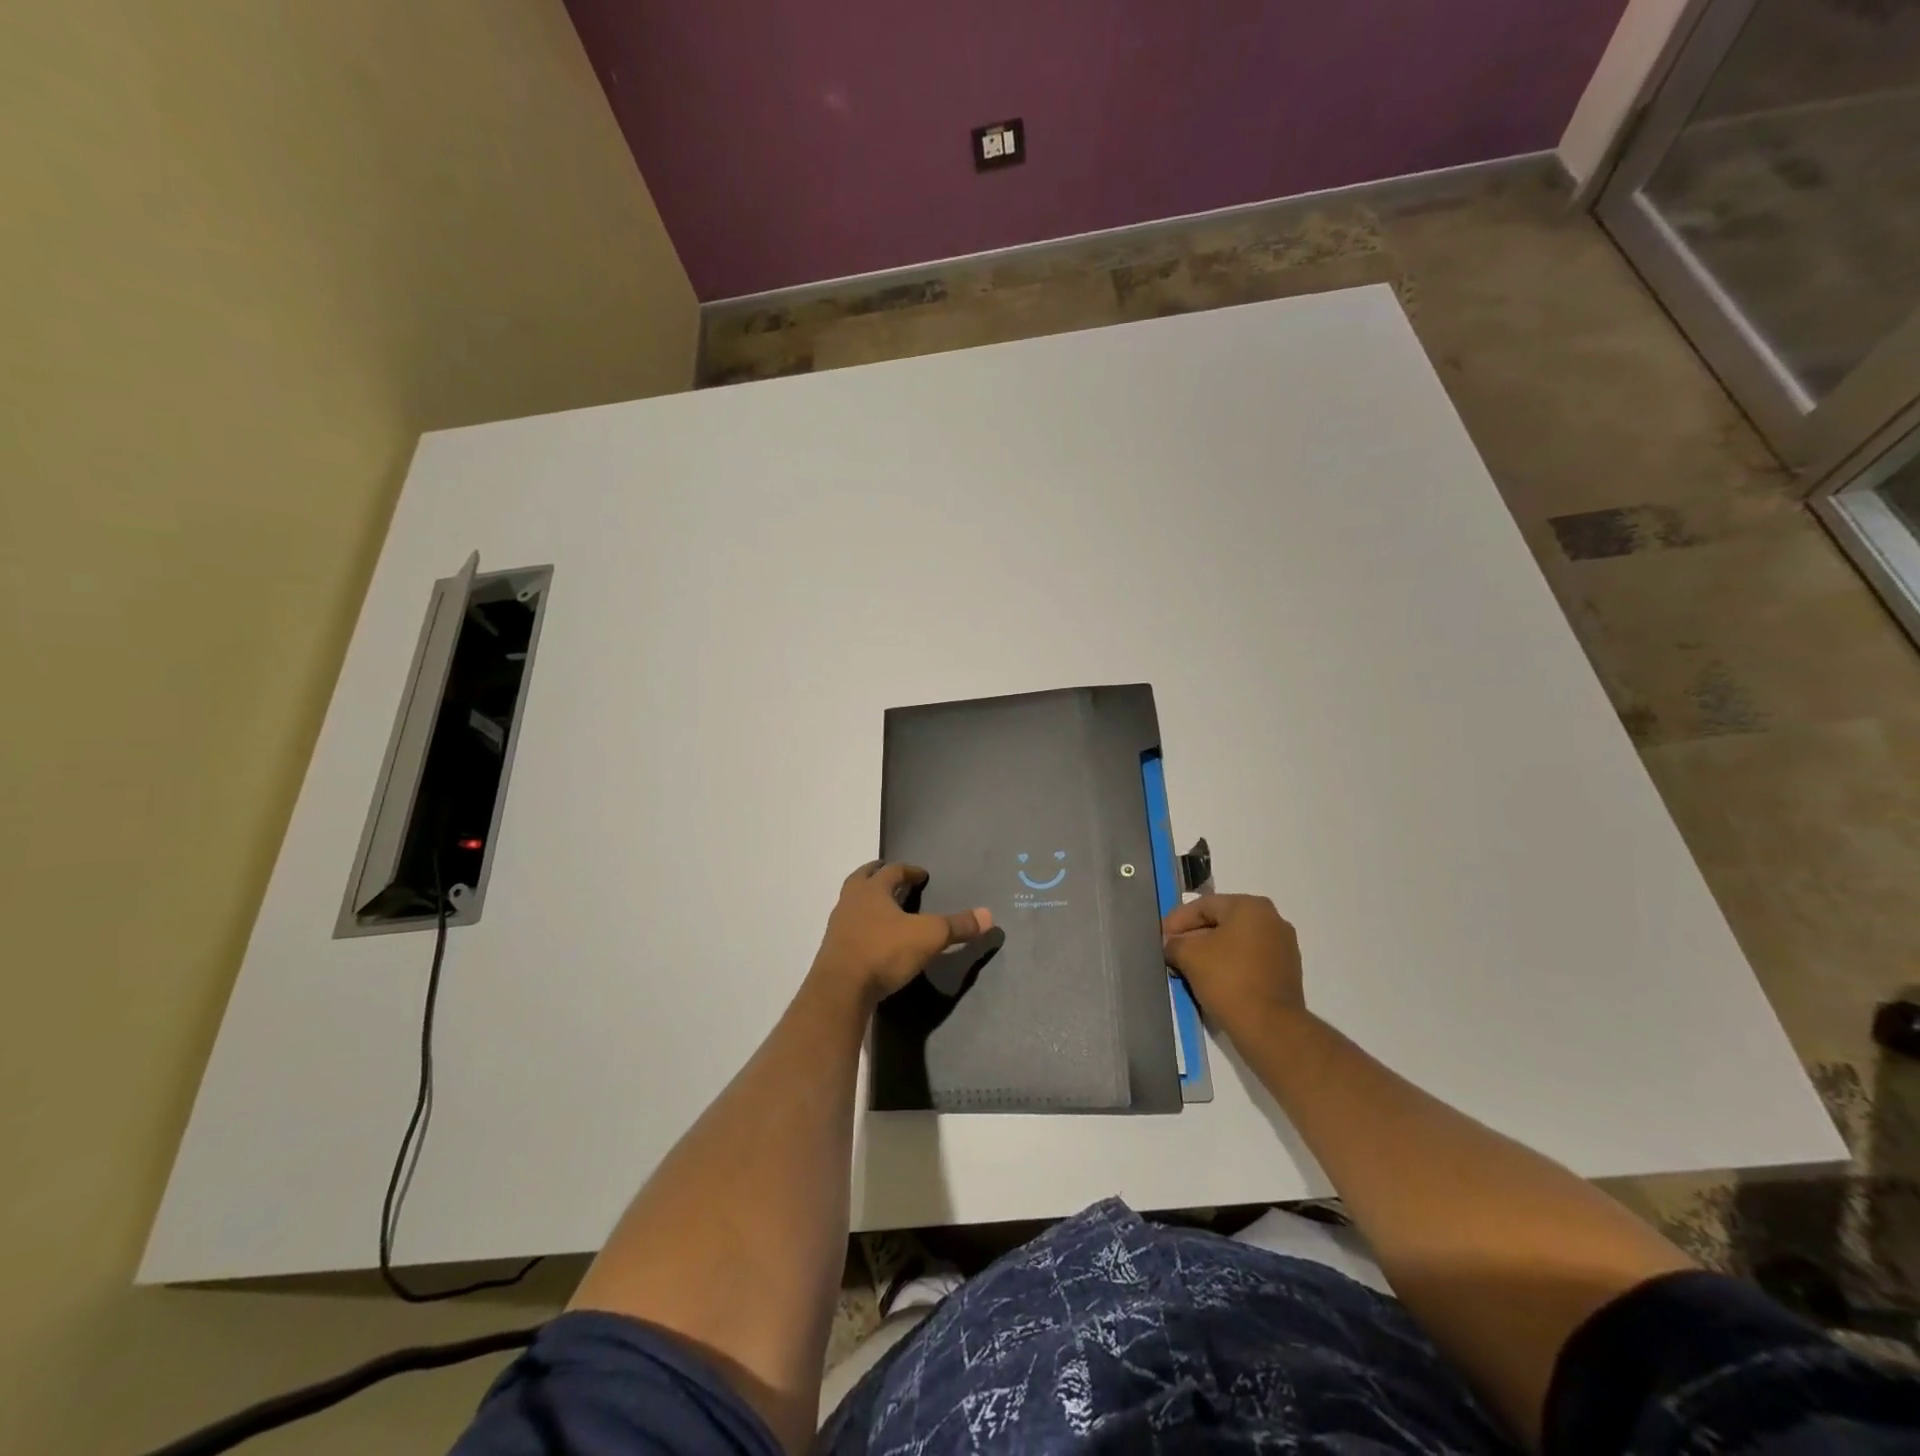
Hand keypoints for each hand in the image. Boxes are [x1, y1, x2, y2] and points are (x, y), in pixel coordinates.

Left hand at [810, 862, 992, 1008]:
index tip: (921, 874)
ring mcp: (838, 925)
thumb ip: (957, 926)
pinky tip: (871, 937)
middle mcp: (851, 901)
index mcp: (872, 890)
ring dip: (866, 899)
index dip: (909, 871)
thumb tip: (989, 915)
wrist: (840, 990)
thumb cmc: (884, 952)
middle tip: (890, 875)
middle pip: (862, 878)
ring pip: (851, 902)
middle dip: (877, 874)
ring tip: (882, 907)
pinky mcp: (833, 949)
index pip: (892, 871)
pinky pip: (848, 927)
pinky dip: (860, 924)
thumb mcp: (929, 937)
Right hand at [1162, 894, 1305, 1036]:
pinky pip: (1248, 960)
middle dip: (1193, 937)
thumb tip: (1171, 944)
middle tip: (1171, 952)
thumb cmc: (1228, 980)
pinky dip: (1228, 966)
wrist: (1271, 1028)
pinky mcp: (1286, 972)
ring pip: (1234, 943)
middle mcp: (1272, 920)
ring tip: (1187, 968)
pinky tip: (1210, 981)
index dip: (1176, 921)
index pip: (1203, 906)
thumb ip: (1174, 943)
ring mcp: (1283, 947)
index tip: (1159, 938)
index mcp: (1250, 906)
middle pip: (1220, 922)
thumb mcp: (1189, 955)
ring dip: (1209, 952)